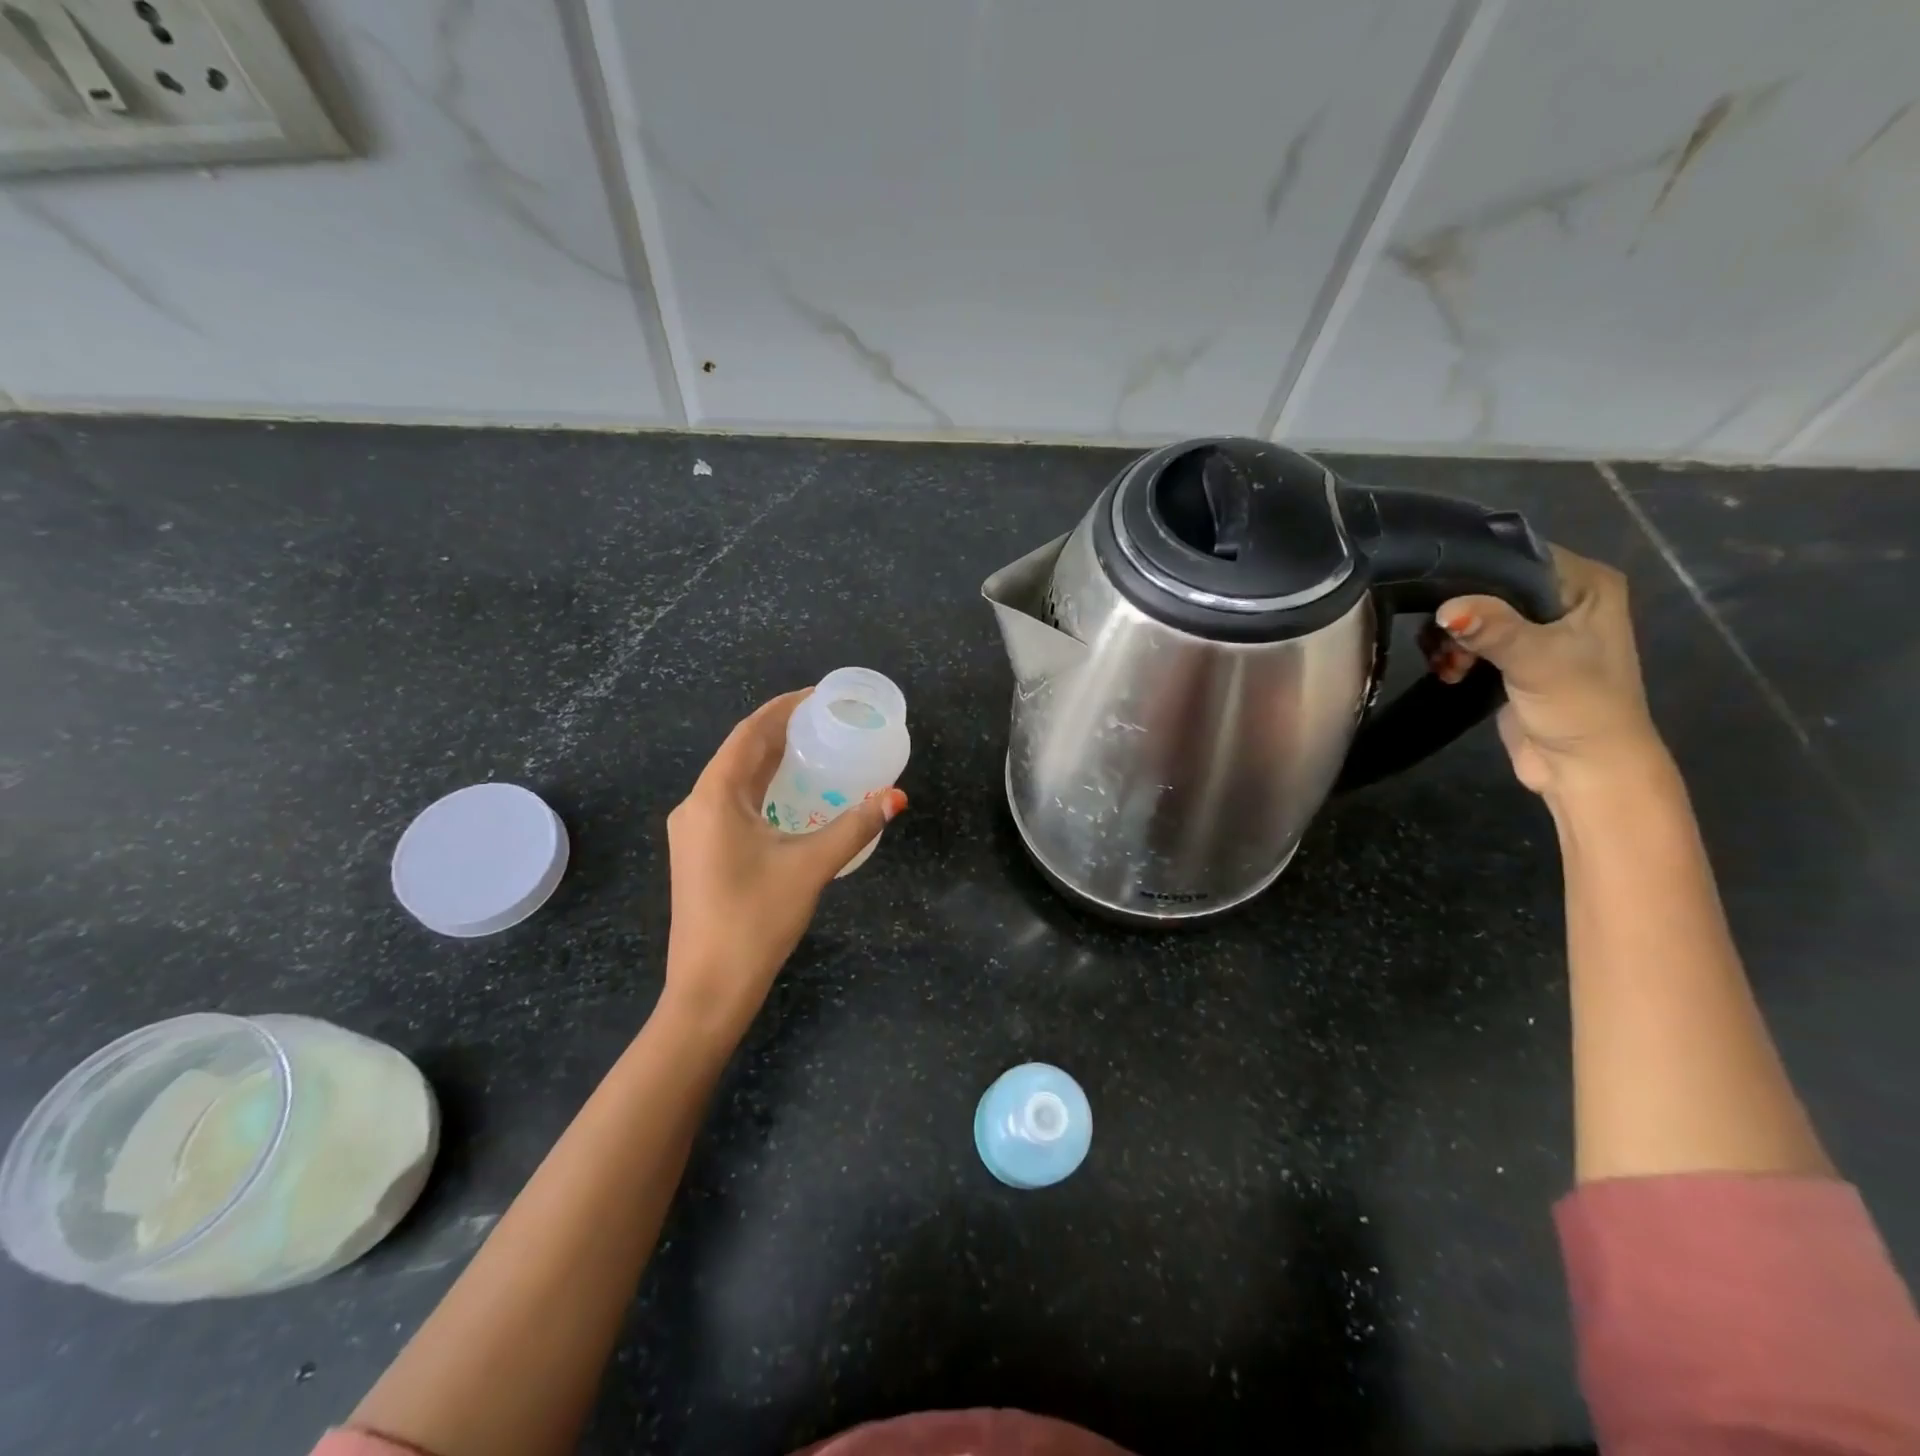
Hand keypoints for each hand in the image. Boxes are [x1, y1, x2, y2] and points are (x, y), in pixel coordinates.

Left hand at [662, 690, 906, 1038]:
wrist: (709, 987)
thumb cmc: (756, 919)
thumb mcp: (811, 866)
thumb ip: (855, 826)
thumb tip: (896, 796)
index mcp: (714, 796)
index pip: (749, 733)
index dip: (782, 708)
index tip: (817, 696)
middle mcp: (696, 805)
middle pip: (740, 754)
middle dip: (780, 732)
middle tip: (825, 722)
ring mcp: (693, 831)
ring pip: (735, 781)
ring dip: (770, 762)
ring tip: (814, 751)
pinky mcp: (698, 853)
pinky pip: (732, 804)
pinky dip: (762, 790)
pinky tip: (791, 798)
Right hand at [1422, 545, 1666, 798]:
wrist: (1583, 769)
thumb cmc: (1579, 707)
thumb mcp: (1538, 662)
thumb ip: (1494, 630)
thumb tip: (1446, 610)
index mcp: (1586, 584)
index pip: (1519, 554)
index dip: (1474, 569)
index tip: (1433, 587)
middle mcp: (1563, 598)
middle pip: (1488, 585)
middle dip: (1456, 612)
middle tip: (1443, 640)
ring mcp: (1536, 629)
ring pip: (1473, 614)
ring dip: (1450, 638)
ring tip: (1448, 664)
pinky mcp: (1512, 658)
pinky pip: (1470, 640)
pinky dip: (1452, 653)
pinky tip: (1449, 672)